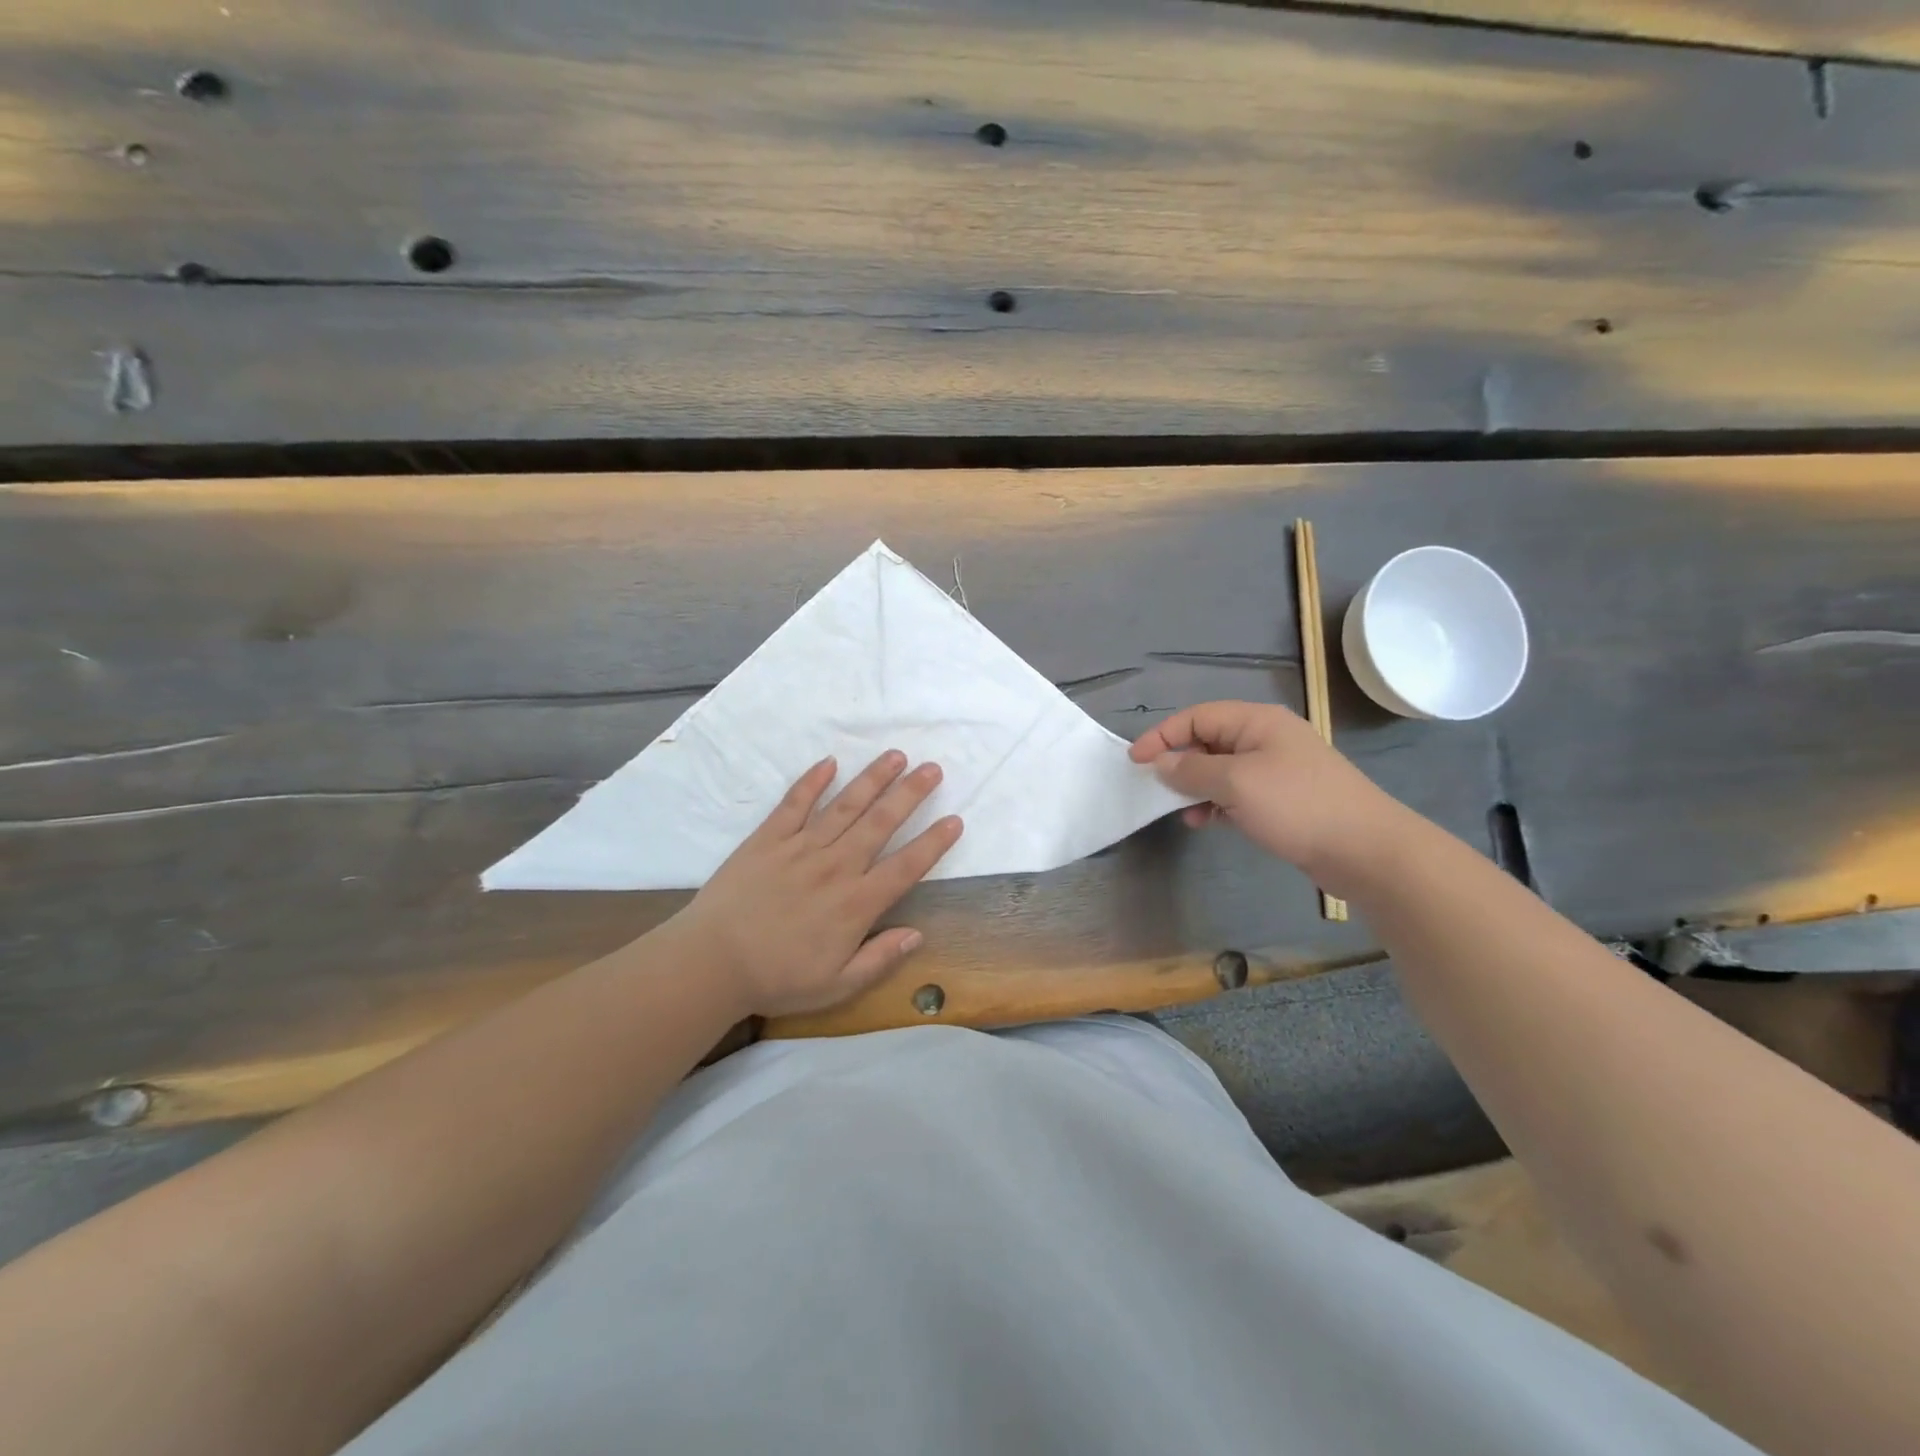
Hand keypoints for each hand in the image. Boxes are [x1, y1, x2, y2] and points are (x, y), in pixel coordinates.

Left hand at [674, 751, 963, 1017]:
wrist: (712, 962)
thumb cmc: (777, 978)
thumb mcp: (837, 985)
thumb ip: (880, 958)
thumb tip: (918, 934)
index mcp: (856, 903)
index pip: (906, 866)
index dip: (933, 842)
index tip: (954, 820)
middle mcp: (836, 866)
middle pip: (880, 823)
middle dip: (910, 794)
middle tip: (932, 769)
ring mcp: (801, 847)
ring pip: (845, 806)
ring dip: (872, 779)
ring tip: (895, 756)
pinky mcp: (768, 838)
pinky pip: (794, 804)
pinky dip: (812, 781)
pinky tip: (829, 762)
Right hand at [1129, 701, 1407, 894]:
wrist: (1365, 850)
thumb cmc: (1296, 805)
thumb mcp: (1235, 783)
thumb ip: (1191, 770)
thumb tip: (1160, 763)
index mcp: (1257, 722)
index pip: (1197, 716)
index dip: (1163, 735)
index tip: (1135, 761)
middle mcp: (1266, 738)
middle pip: (1208, 741)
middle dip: (1180, 764)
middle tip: (1157, 790)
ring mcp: (1276, 769)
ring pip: (1220, 770)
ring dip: (1197, 789)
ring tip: (1186, 813)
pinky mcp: (1283, 798)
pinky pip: (1237, 793)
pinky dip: (1217, 804)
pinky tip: (1208, 822)